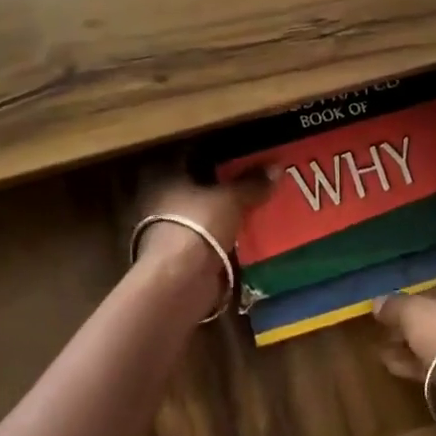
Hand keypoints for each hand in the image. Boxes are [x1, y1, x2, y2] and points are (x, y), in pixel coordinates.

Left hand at [132, 162, 275, 308]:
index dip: (216, 154)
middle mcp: (160, 200)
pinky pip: (209, 239)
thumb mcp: (231, 198)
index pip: (190, 155)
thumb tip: (276, 167)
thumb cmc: (197, 225)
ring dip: (226, 214)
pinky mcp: (180, 256)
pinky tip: (250, 234)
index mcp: (163, 176)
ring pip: (204, 214)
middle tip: (256, 179)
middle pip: (198, 186)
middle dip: (224, 186)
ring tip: (259, 206)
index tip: (242, 153)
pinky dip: (226, 238)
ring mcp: (168, 230)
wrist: (179, 281)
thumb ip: (252, 183)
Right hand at [374, 267, 435, 435]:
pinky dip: (424, 366)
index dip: (415, 293)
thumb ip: (395, 306)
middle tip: (384, 330)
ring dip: (415, 346)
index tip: (392, 306)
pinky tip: (396, 368)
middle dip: (413, 323)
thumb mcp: (414, 314)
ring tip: (382, 351)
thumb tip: (377, 302)